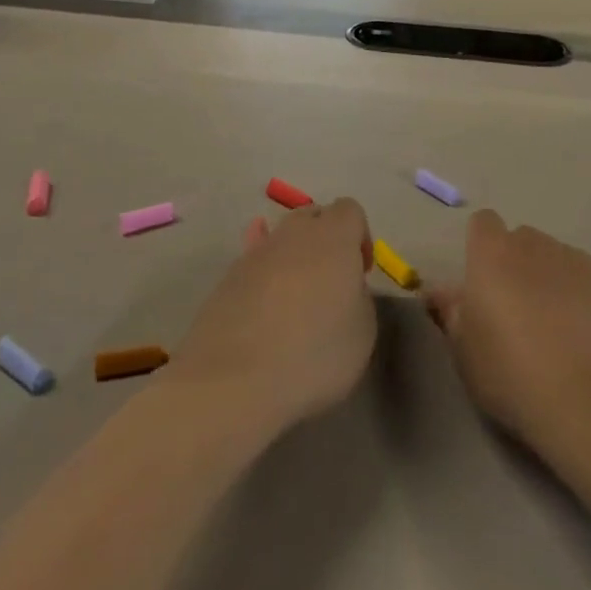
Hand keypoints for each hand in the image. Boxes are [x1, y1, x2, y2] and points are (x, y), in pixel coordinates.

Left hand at [165, 199, 376, 435]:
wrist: (234, 379)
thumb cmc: (313, 353)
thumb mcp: (363, 331)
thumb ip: (359, 296)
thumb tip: (344, 288)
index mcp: (333, 237)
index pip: (350, 210)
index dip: (360, 237)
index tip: (360, 273)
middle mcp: (293, 233)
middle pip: (312, 217)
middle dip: (324, 241)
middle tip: (330, 282)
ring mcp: (255, 253)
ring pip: (280, 240)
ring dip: (292, 259)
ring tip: (295, 301)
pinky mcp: (227, 277)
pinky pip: (253, 264)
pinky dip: (264, 278)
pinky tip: (264, 308)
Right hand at [425, 210, 590, 449]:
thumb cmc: (513, 375)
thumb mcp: (465, 353)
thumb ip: (451, 312)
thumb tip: (438, 291)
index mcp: (493, 254)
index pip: (483, 224)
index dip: (483, 248)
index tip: (484, 284)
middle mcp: (537, 244)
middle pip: (525, 241)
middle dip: (521, 267)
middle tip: (521, 315)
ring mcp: (583, 261)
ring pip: (563, 261)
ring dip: (558, 284)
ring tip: (564, 336)